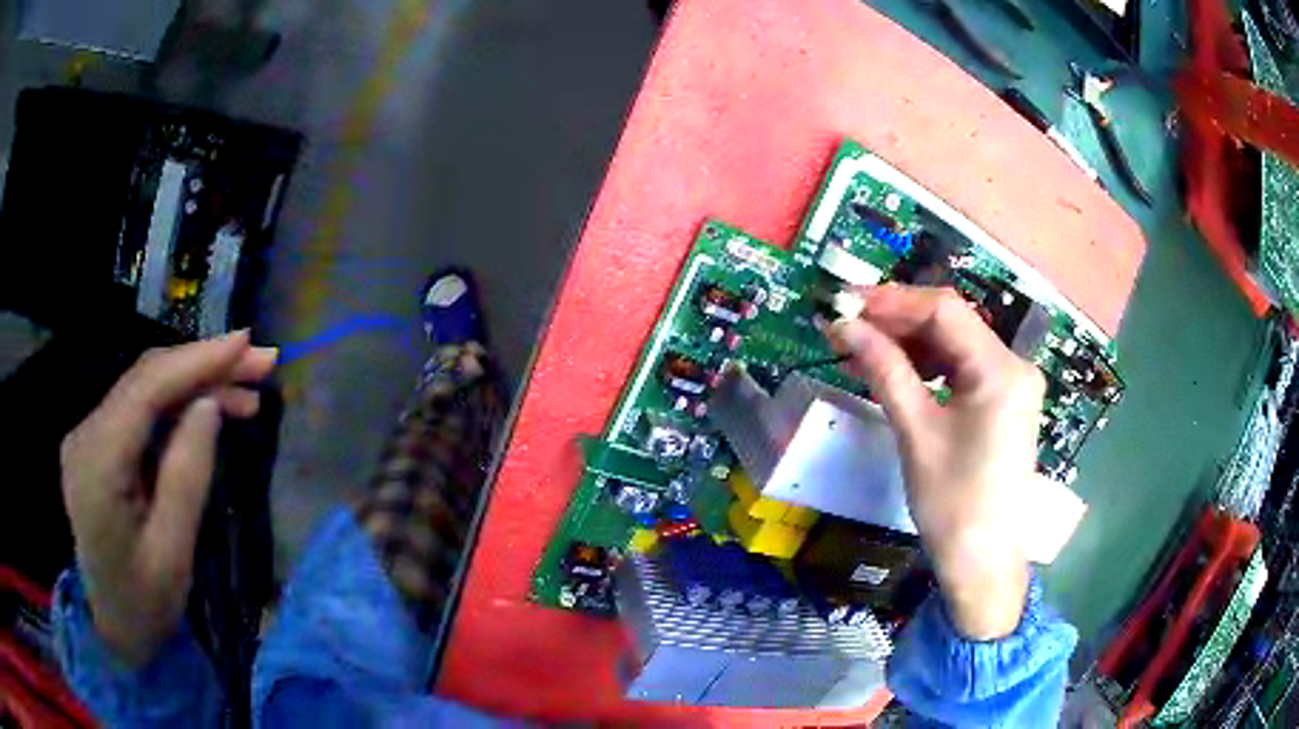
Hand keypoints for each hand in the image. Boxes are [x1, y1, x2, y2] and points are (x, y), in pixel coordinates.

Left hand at [61, 332, 275, 664]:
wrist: (115, 627)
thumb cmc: (146, 605)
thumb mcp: (174, 554)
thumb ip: (187, 476)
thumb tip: (209, 406)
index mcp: (98, 466)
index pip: (146, 390)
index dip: (196, 360)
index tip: (246, 343)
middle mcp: (85, 435)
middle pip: (146, 380)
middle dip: (203, 365)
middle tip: (260, 364)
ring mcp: (87, 436)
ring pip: (144, 390)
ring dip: (194, 384)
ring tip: (245, 392)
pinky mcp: (96, 443)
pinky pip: (138, 410)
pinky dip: (175, 405)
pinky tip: (207, 410)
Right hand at [829, 284, 1041, 639]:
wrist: (982, 562)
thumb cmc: (952, 503)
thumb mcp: (916, 432)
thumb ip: (884, 370)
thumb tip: (844, 325)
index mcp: (1001, 370)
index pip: (945, 311)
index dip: (893, 301)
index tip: (847, 303)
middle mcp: (1015, 366)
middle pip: (952, 324)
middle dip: (899, 321)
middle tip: (848, 327)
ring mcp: (1013, 385)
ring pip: (956, 345)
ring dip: (911, 343)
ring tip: (864, 349)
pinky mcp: (1005, 403)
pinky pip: (964, 369)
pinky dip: (930, 366)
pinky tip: (898, 371)